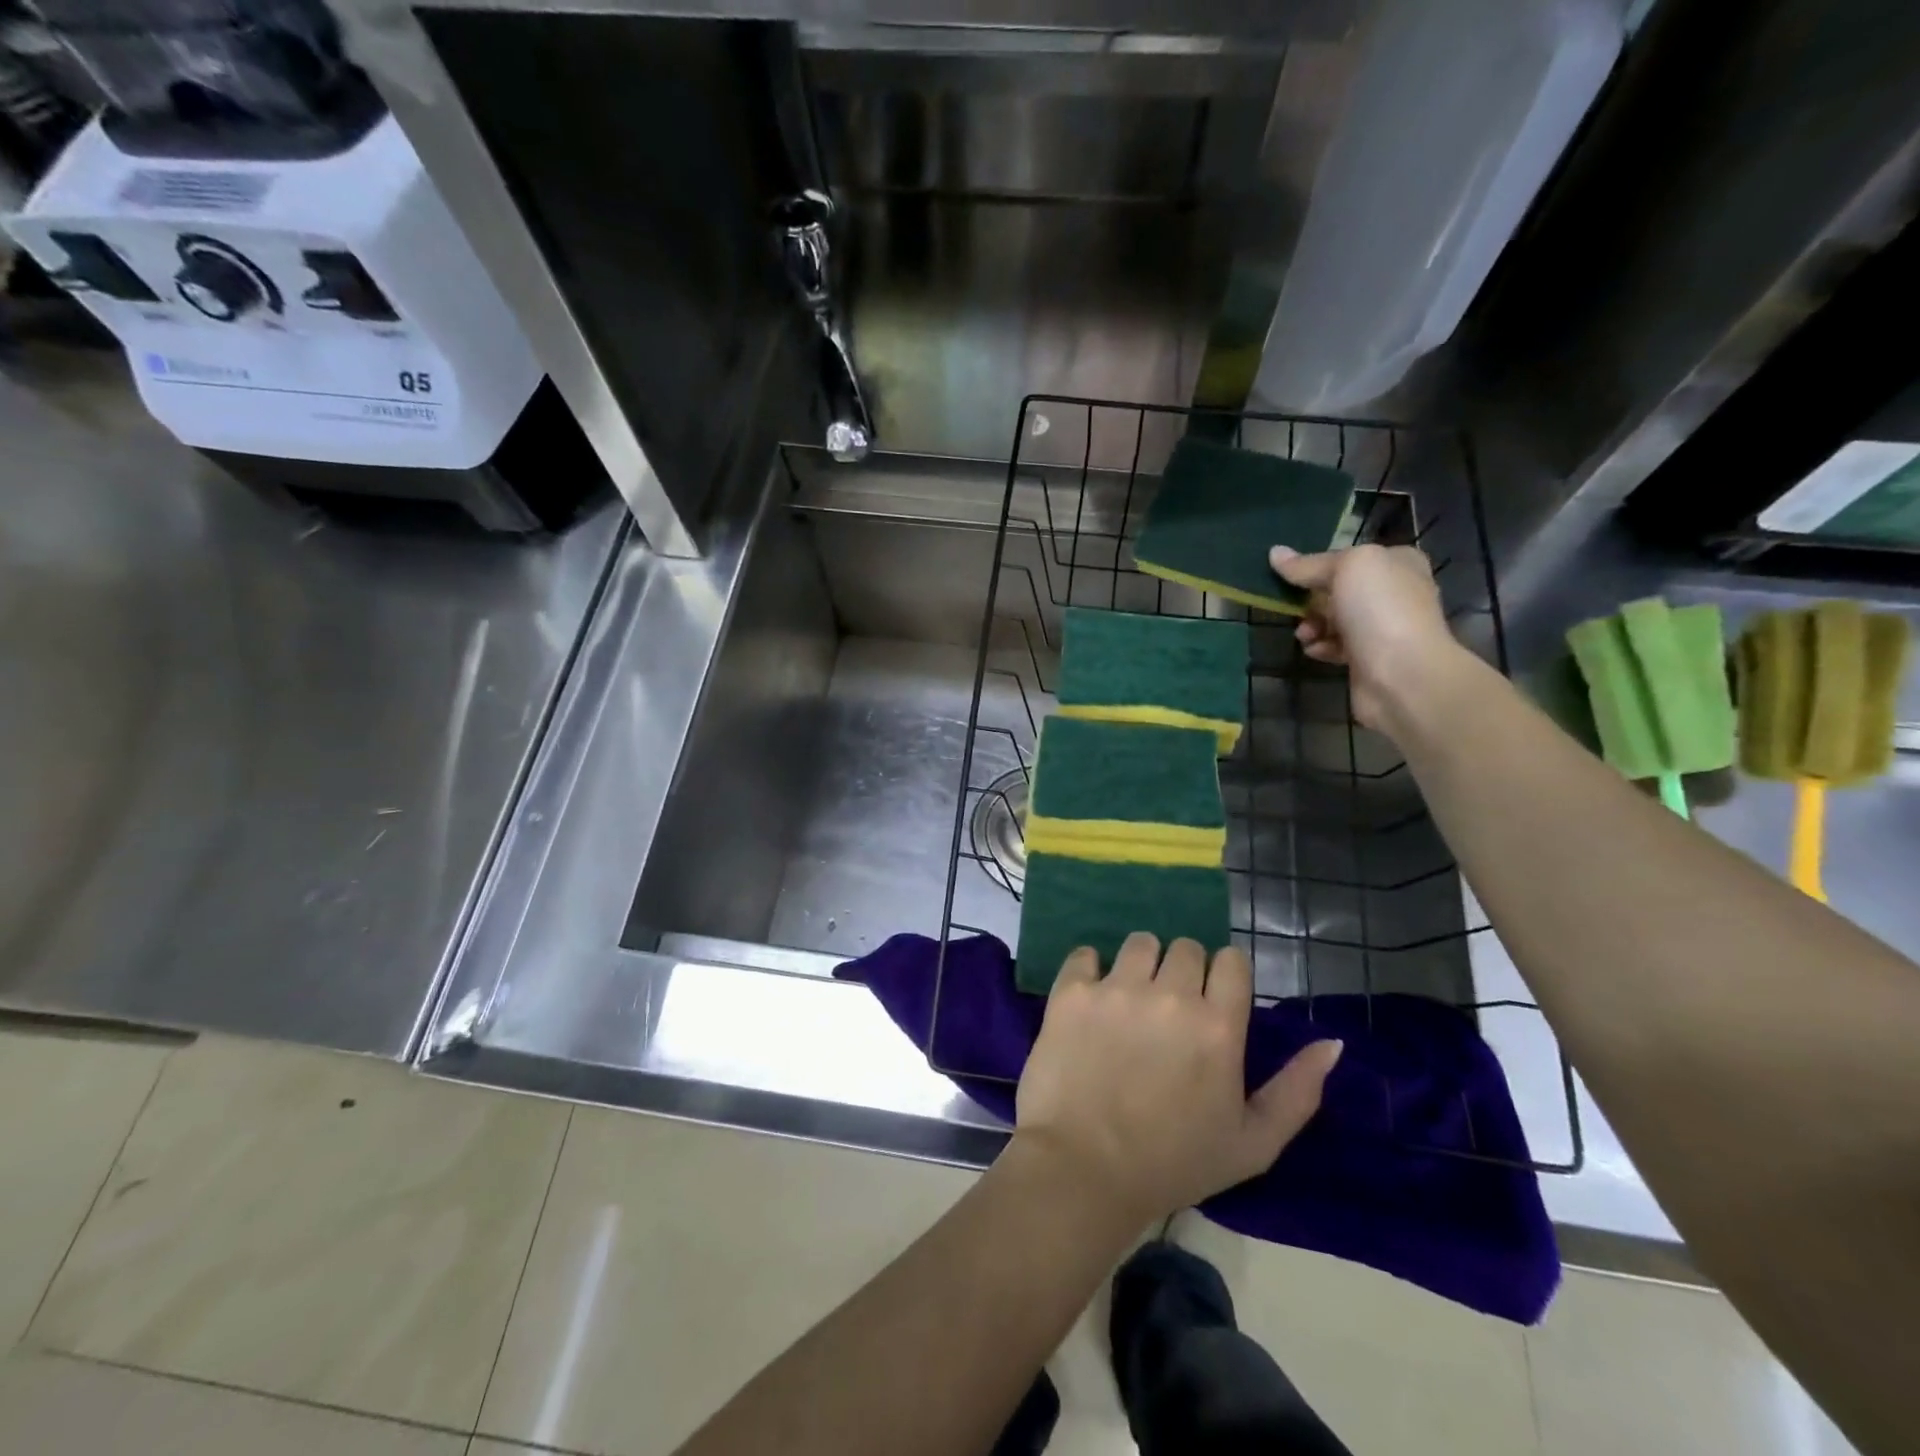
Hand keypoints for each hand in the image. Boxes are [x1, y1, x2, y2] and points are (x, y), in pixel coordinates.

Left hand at [1013, 933, 1342, 1228]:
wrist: (1084, 1170)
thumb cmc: (1174, 1163)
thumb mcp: (1253, 1144)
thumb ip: (1298, 1091)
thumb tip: (1332, 1043)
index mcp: (1218, 1026)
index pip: (1232, 961)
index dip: (1225, 977)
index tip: (1213, 1001)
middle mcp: (1170, 995)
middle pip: (1186, 947)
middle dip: (1185, 971)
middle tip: (1170, 1009)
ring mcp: (1116, 989)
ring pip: (1140, 943)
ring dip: (1142, 964)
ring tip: (1132, 1000)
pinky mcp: (1071, 992)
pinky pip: (1085, 955)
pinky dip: (1090, 969)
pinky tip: (1092, 999)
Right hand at [1269, 543, 1461, 732]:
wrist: (1403, 675)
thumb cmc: (1380, 610)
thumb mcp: (1346, 569)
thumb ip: (1309, 564)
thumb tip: (1275, 553)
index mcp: (1398, 563)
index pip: (1349, 557)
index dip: (1318, 565)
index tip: (1290, 577)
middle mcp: (1395, 592)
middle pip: (1339, 589)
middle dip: (1312, 599)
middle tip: (1295, 609)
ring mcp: (1384, 627)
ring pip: (1335, 619)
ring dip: (1313, 625)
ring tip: (1304, 635)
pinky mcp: (1371, 659)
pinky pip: (1337, 646)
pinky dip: (1322, 647)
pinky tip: (1315, 651)